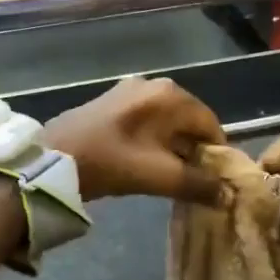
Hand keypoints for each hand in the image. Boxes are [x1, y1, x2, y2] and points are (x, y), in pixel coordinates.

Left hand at [43, 78, 226, 205]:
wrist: (51, 159)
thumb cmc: (110, 162)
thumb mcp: (159, 177)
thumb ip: (197, 184)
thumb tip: (227, 195)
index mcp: (170, 95)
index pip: (210, 123)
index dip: (216, 154)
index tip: (214, 181)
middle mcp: (154, 84)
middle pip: (189, 121)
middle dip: (194, 151)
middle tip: (191, 182)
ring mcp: (130, 90)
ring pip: (167, 122)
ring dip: (173, 148)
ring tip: (169, 177)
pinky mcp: (111, 101)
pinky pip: (146, 121)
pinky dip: (153, 141)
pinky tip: (145, 163)